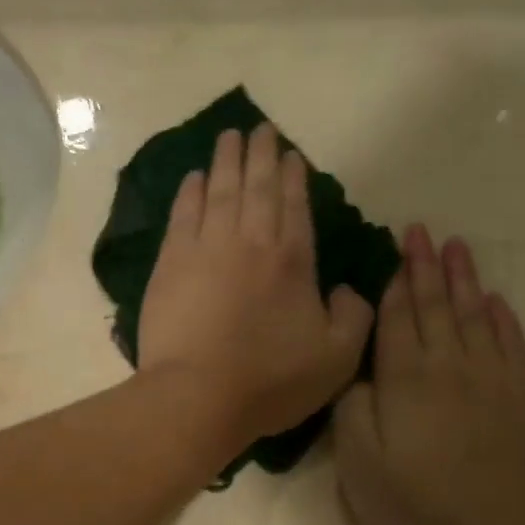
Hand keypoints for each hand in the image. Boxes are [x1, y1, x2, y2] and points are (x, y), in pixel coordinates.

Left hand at [138, 124, 373, 449]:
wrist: (197, 396)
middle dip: (261, 155)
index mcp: (292, 261)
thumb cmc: (269, 381)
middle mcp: (250, 242)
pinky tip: (193, 177)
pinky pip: (182, 215)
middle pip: (257, 188)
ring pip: (219, 192)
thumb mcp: (336, 358)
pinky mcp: (170, 264)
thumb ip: (354, 317)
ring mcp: (205, 249)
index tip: (291, 154)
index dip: (294, 177)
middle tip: (261, 129)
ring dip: (226, 161)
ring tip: (229, 136)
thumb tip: (350, 289)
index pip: (294, 206)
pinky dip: (189, 192)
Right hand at [334, 227, 524, 524]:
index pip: (398, 318)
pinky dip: (503, 320)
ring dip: (465, 280)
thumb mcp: (358, 463)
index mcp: (405, 379)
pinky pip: (512, 346)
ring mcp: (494, 382)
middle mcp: (451, 367)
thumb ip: (351, 408)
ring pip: (477, 317)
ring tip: (458, 247)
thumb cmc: (414, 506)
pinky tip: (497, 302)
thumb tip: (357, 371)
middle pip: (437, 306)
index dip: (395, 281)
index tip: (397, 246)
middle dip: (427, 267)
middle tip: (423, 231)